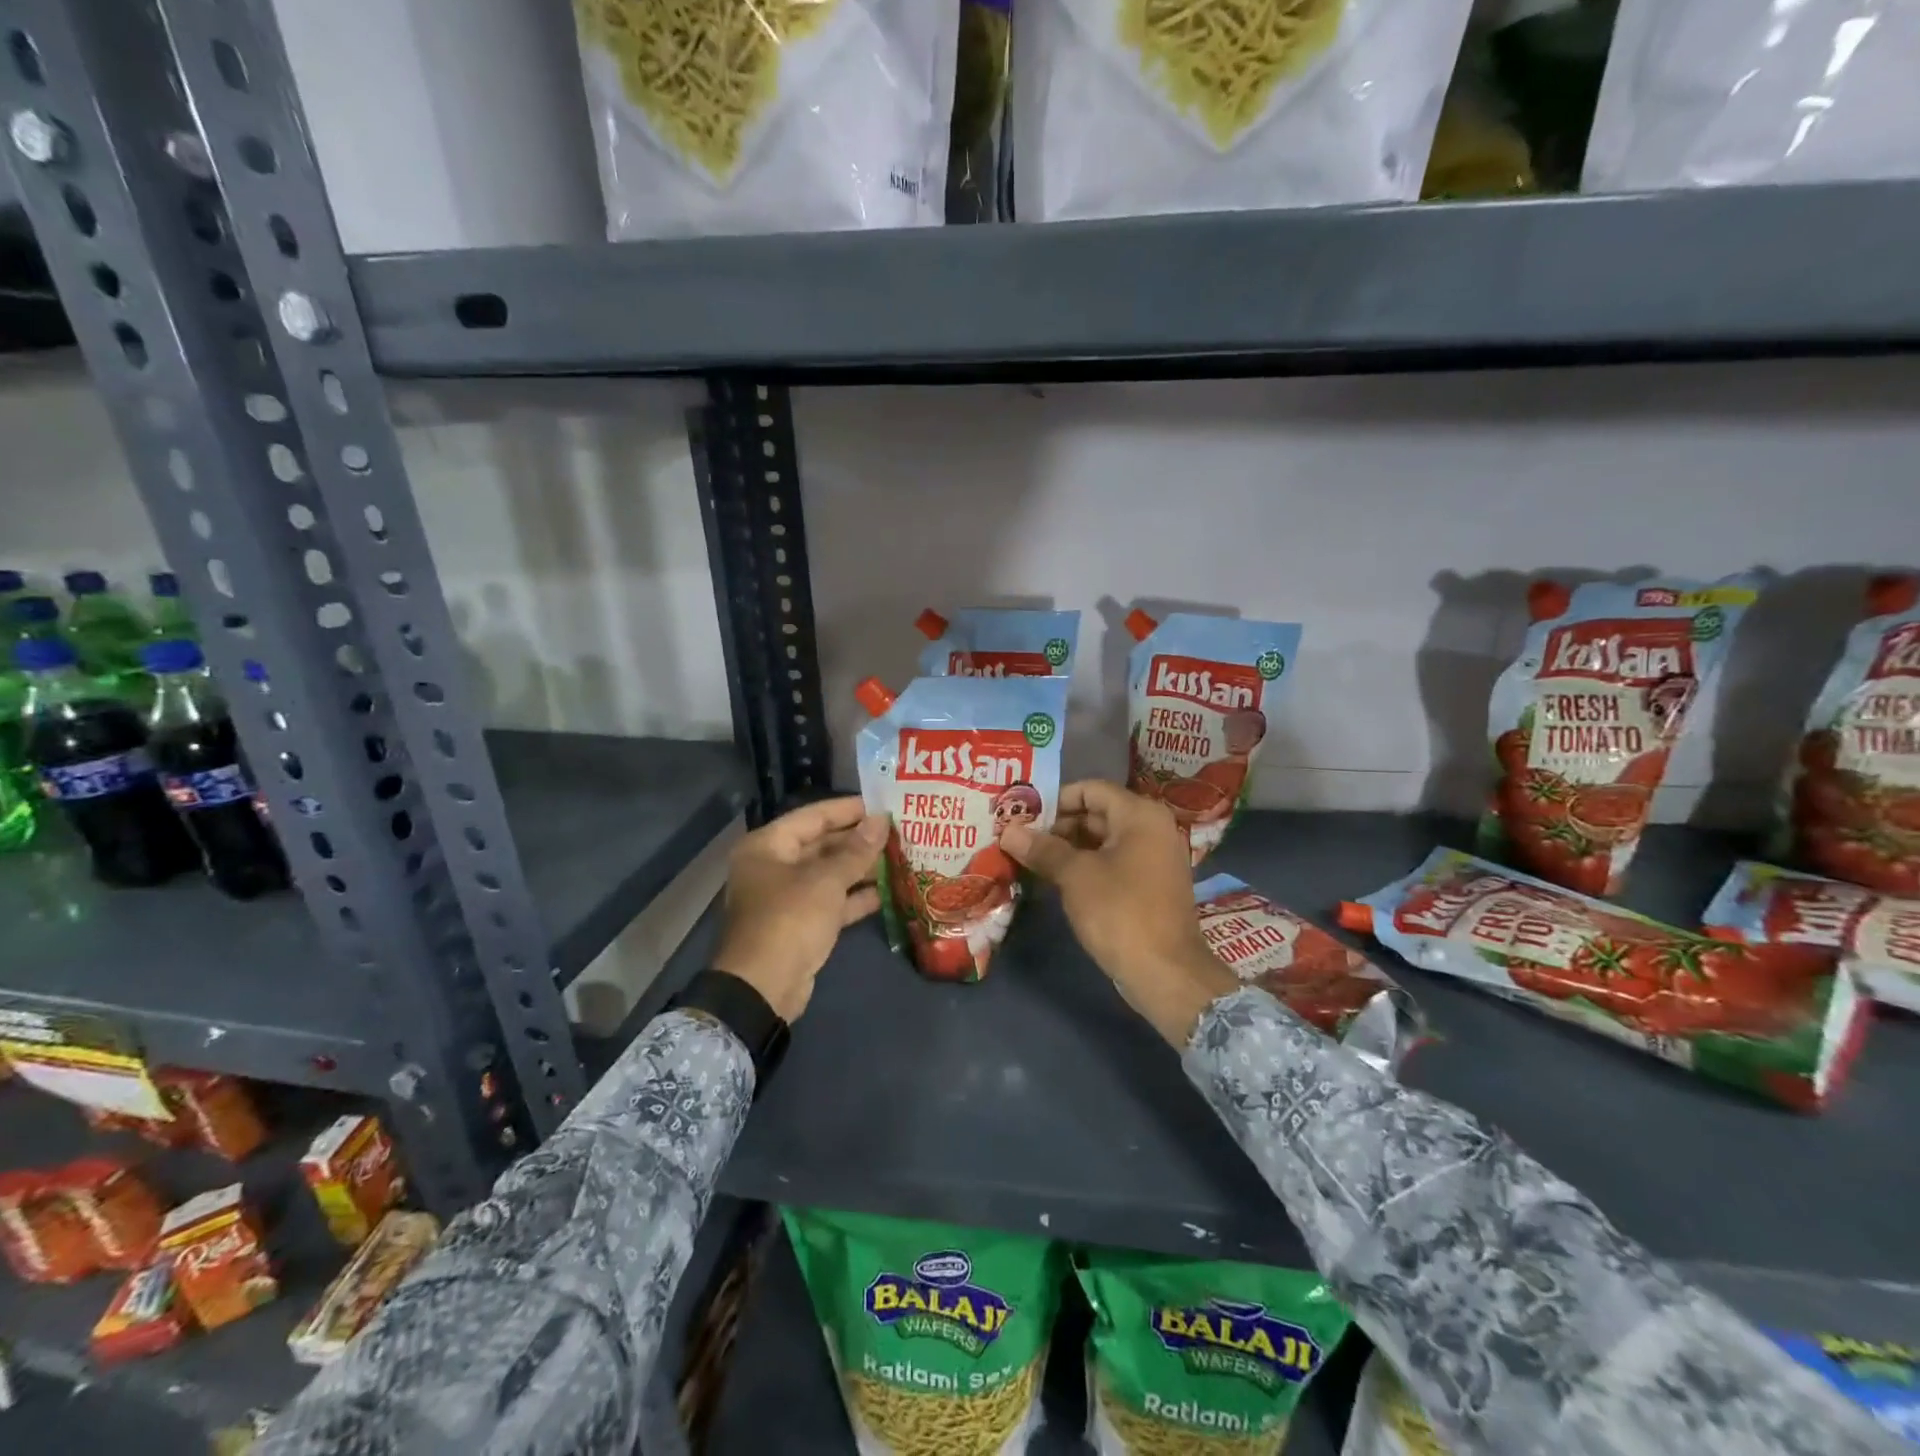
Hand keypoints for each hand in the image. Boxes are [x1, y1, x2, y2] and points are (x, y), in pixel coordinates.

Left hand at [711, 797, 887, 1021]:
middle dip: (858, 841)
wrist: (763, 987)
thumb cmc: (790, 920)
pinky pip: (831, 902)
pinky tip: (887, 892)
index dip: (848, 810)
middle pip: (822, 845)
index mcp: (768, 846)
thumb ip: (856, 850)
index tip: (882, 805)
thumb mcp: (826, 881)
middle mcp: (774, 867)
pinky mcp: (800, 925)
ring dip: (861, 869)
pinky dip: (855, 898)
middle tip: (897, 832)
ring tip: (899, 858)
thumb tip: (881, 821)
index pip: (813, 816)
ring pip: (829, 875)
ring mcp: (786, 898)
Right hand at [1000, 780, 1239, 1046]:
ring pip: (1102, 841)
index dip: (1053, 800)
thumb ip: (1042, 848)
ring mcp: (1154, 858)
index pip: (1089, 790)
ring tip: (1029, 859)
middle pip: (1096, 814)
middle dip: (1057, 826)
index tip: (1022, 816)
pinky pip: (1113, 863)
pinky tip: (1055, 880)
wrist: (1166, 973)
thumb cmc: (1120, 912)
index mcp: (1140, 814)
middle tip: (1019, 839)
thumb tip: (1008, 831)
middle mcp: (1152, 828)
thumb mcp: (1075, 876)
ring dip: (1068, 848)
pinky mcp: (1150, 885)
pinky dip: (1086, 867)